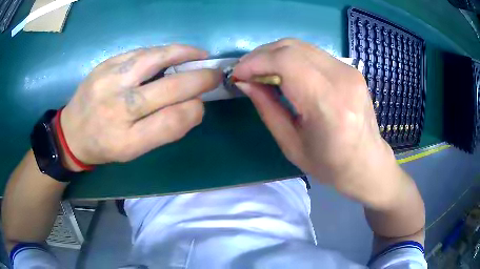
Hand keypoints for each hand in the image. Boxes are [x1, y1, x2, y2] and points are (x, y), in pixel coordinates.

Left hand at [60, 45, 220, 165]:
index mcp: (127, 140)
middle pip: (169, 89)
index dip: (195, 110)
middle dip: (199, 79)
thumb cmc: (104, 146)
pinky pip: (141, 52)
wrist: (71, 132)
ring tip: (199, 54)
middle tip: (213, 74)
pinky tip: (173, 53)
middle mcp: (118, 109)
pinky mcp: (105, 64)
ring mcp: (109, 81)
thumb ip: (164, 130)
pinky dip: (163, 51)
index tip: (201, 104)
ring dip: (184, 54)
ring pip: (155, 59)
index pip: (173, 121)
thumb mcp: (134, 151)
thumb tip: (193, 105)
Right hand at [233, 39, 402, 208]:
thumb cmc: (329, 164)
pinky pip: (313, 53)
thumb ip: (267, 108)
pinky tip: (284, 72)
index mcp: (328, 105)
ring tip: (261, 71)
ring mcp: (349, 71)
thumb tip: (245, 82)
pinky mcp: (351, 69)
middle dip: (261, 55)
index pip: (286, 62)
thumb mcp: (291, 144)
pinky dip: (292, 57)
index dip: (255, 62)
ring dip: (275, 54)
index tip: (238, 74)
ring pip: (302, 46)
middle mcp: (342, 79)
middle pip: (292, 47)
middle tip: (246, 71)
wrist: (367, 163)